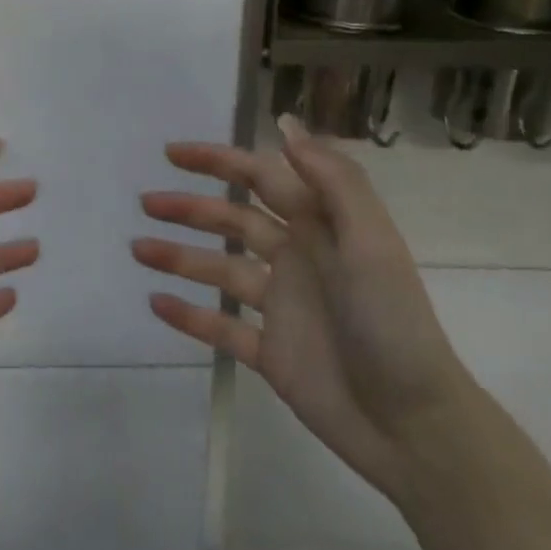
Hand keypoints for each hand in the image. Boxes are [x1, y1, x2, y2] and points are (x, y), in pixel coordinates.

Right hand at [135, 114, 469, 500]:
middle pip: (233, 221)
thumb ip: (332, 180)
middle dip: (190, 208)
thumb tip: (285, 123)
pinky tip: (156, 302)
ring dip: (179, 257)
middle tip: (146, 201)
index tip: (173, 152)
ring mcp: (281, 307)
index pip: (263, 179)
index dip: (220, 161)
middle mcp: (298, 259)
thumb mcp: (369, 243)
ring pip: (219, 270)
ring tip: (137, 248)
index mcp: (321, 228)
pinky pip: (220, 327)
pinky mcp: (270, 351)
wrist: (413, 426)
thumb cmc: (391, 324)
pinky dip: (189, 315)